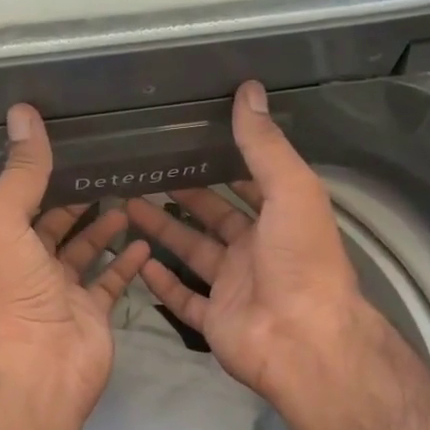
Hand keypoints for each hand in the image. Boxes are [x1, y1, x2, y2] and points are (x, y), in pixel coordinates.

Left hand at [0, 103, 151, 426]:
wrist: (41, 369)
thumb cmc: (17, 294)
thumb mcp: (7, 224)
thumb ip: (21, 173)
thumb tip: (23, 113)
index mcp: (8, 243)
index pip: (26, 200)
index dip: (45, 175)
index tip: (74, 144)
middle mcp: (34, 265)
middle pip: (58, 224)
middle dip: (80, 198)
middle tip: (112, 166)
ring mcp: (66, 290)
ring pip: (87, 250)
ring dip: (105, 225)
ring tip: (132, 194)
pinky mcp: (95, 311)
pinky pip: (113, 279)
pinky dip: (127, 261)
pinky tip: (143, 237)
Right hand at [123, 81, 384, 411]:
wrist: (302, 340)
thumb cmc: (300, 260)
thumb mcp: (290, 190)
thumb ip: (264, 145)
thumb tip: (249, 89)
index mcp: (279, 218)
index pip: (248, 183)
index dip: (222, 163)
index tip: (189, 141)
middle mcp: (256, 250)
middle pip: (213, 216)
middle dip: (184, 194)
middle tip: (145, 171)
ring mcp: (234, 286)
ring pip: (192, 252)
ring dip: (163, 231)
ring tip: (127, 205)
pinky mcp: (215, 319)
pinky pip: (183, 298)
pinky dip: (162, 283)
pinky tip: (138, 262)